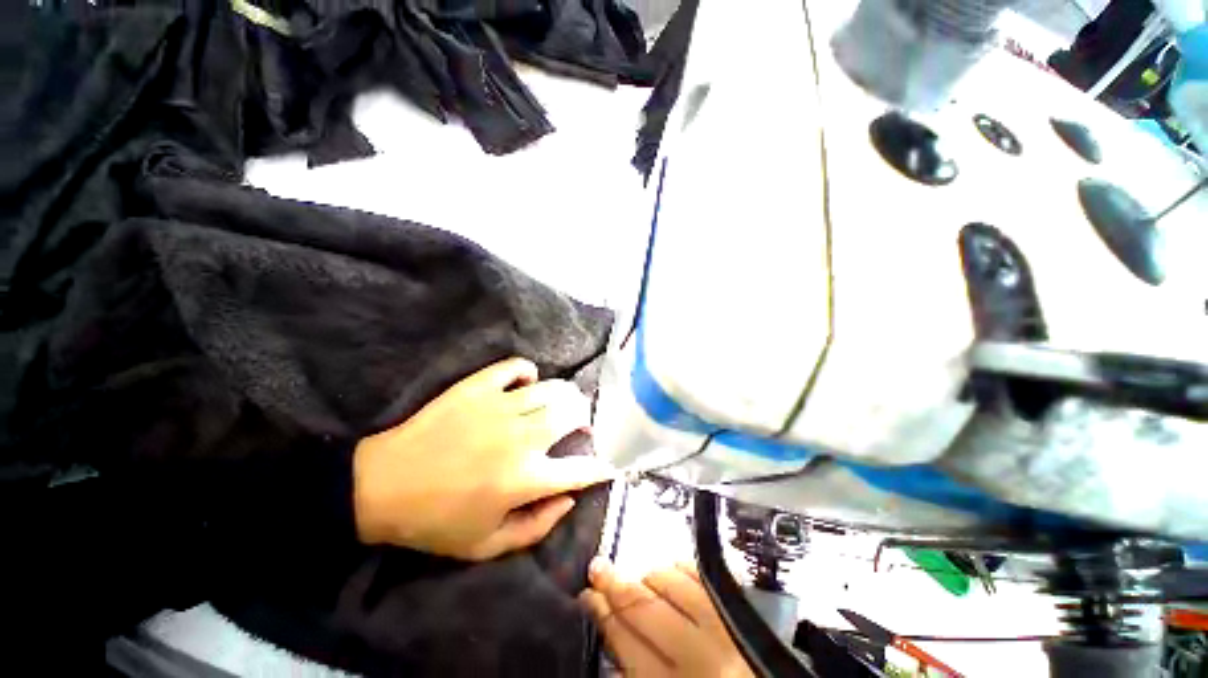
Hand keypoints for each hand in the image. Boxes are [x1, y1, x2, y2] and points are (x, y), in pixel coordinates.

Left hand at [353, 357, 615, 560]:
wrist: (382, 486)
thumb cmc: (436, 521)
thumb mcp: (487, 545)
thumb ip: (537, 527)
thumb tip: (570, 498)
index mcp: (525, 478)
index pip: (580, 469)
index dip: (599, 468)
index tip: (605, 466)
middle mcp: (521, 437)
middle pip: (574, 413)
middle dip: (586, 420)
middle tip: (579, 428)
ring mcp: (500, 406)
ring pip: (553, 388)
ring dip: (566, 396)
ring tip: (561, 405)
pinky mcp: (478, 387)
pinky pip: (516, 367)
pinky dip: (528, 371)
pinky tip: (527, 383)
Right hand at [579, 558, 753, 677]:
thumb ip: (638, 671)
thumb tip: (612, 634)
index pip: (626, 643)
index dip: (602, 615)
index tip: (588, 595)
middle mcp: (698, 656)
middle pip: (644, 609)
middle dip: (615, 585)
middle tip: (598, 568)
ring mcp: (723, 628)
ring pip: (672, 585)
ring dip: (649, 577)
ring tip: (640, 579)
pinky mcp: (742, 612)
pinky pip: (702, 577)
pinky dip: (681, 569)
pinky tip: (671, 570)